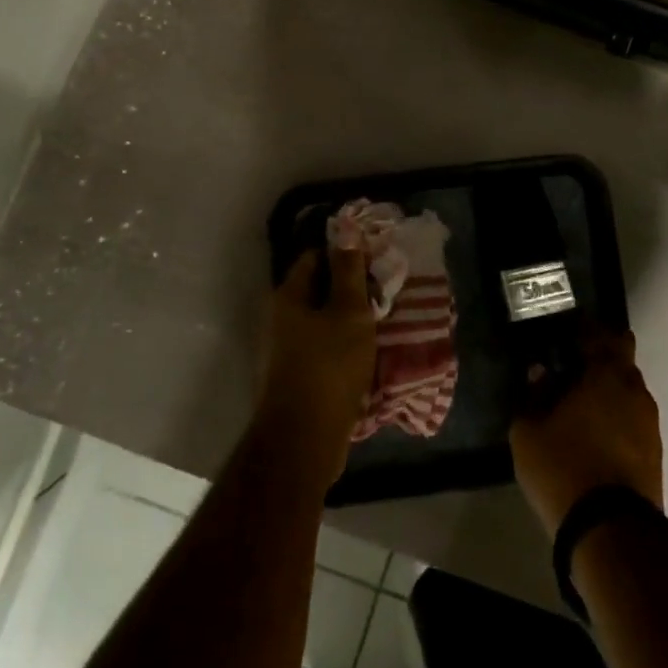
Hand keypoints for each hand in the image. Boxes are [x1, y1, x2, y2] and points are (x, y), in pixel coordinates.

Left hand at [257, 247, 376, 483]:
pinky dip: (346, 341)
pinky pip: (326, 344)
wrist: (305, 439)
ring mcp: (289, 348)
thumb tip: (346, 227)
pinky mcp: (300, 374)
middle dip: (352, 286)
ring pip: (325, 318)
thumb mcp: (348, 311)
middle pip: (320, 287)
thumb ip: (348, 270)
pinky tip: (370, 347)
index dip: (346, 252)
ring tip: (384, 316)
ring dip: (351, 316)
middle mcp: (282, 317)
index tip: (376, 259)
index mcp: (289, 295)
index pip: (316, 256)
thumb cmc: (329, 366)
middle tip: (385, 288)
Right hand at [509, 329, 662, 537]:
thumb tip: (540, 373)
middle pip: (621, 364)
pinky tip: (593, 438)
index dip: (589, 332)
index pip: (607, 335)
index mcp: (607, 374)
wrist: (610, 533)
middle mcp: (635, 391)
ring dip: (608, 396)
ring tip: (578, 410)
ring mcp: (650, 425)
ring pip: (628, 395)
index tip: (568, 337)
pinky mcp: (654, 456)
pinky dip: (616, 422)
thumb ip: (533, 394)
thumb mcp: (528, 430)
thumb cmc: (564, 467)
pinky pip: (632, 423)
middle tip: (570, 373)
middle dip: (599, 364)